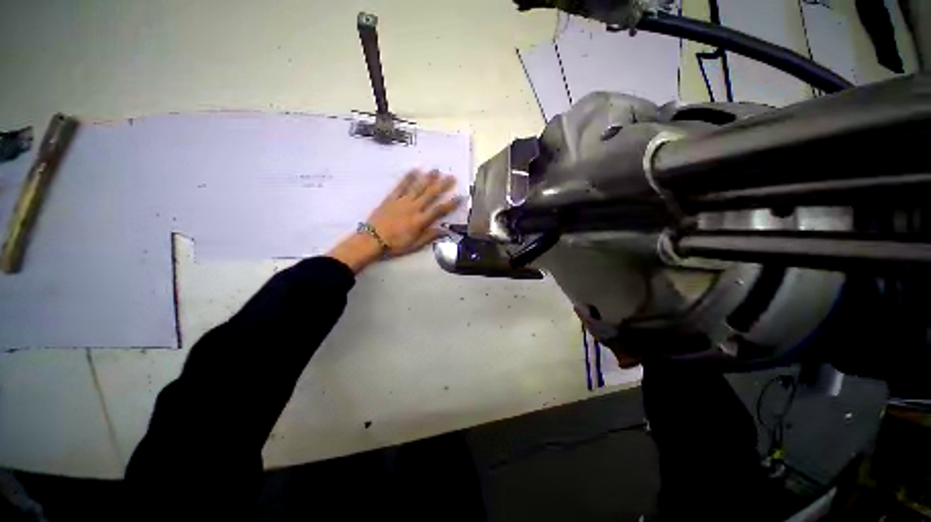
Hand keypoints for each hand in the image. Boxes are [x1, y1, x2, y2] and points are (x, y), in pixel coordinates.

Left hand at [327, 170, 462, 272]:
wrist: (372, 240)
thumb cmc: (395, 245)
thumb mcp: (415, 245)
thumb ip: (430, 236)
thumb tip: (445, 230)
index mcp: (420, 221)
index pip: (439, 210)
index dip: (451, 203)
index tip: (460, 196)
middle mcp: (413, 208)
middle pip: (430, 194)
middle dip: (442, 185)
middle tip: (451, 177)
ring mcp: (402, 201)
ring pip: (417, 187)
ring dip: (428, 178)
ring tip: (436, 170)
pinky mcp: (391, 198)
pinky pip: (401, 185)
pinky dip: (408, 177)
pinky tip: (415, 170)